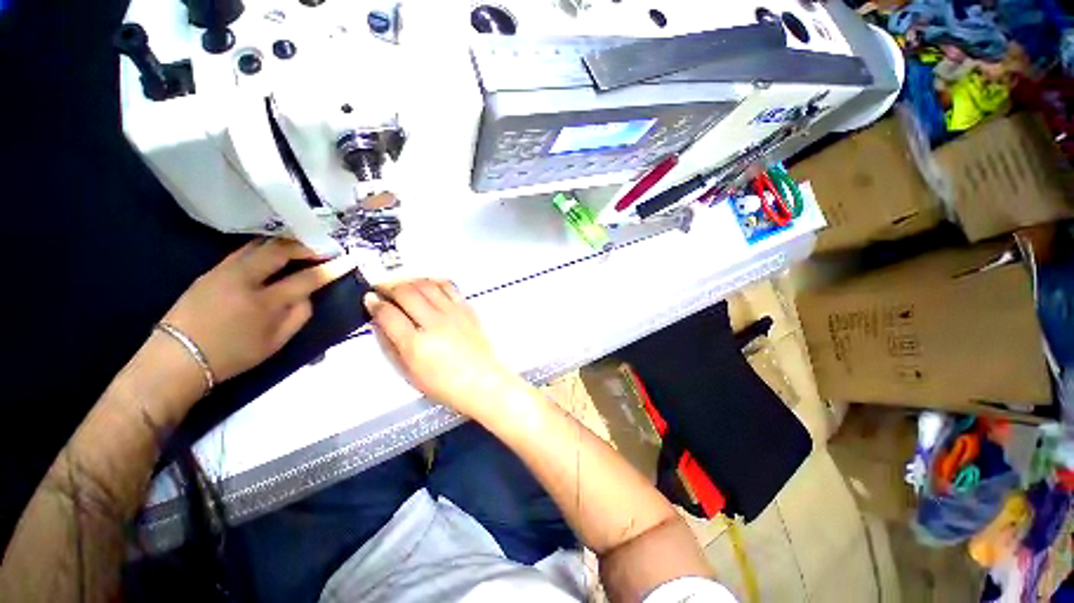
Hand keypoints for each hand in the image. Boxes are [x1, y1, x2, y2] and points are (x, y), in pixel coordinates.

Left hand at [162, 239, 356, 383]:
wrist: (177, 358)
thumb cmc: (233, 356)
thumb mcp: (275, 343)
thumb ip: (298, 316)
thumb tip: (308, 295)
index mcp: (265, 302)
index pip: (307, 278)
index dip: (332, 268)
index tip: (349, 259)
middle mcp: (244, 279)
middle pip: (280, 250)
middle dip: (305, 245)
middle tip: (321, 249)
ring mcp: (224, 271)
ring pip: (259, 245)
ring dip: (284, 243)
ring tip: (300, 248)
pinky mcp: (211, 270)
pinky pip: (244, 250)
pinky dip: (264, 247)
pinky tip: (272, 254)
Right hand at [364, 280, 514, 416]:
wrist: (482, 382)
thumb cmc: (446, 385)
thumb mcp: (409, 374)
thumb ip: (391, 347)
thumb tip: (379, 324)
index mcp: (417, 345)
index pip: (388, 314)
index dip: (375, 304)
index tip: (370, 300)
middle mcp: (435, 324)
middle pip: (406, 292)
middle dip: (389, 287)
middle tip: (383, 289)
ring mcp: (454, 314)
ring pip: (427, 284)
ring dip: (410, 281)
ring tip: (403, 285)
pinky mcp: (467, 310)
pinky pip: (449, 287)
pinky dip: (434, 282)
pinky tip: (428, 285)